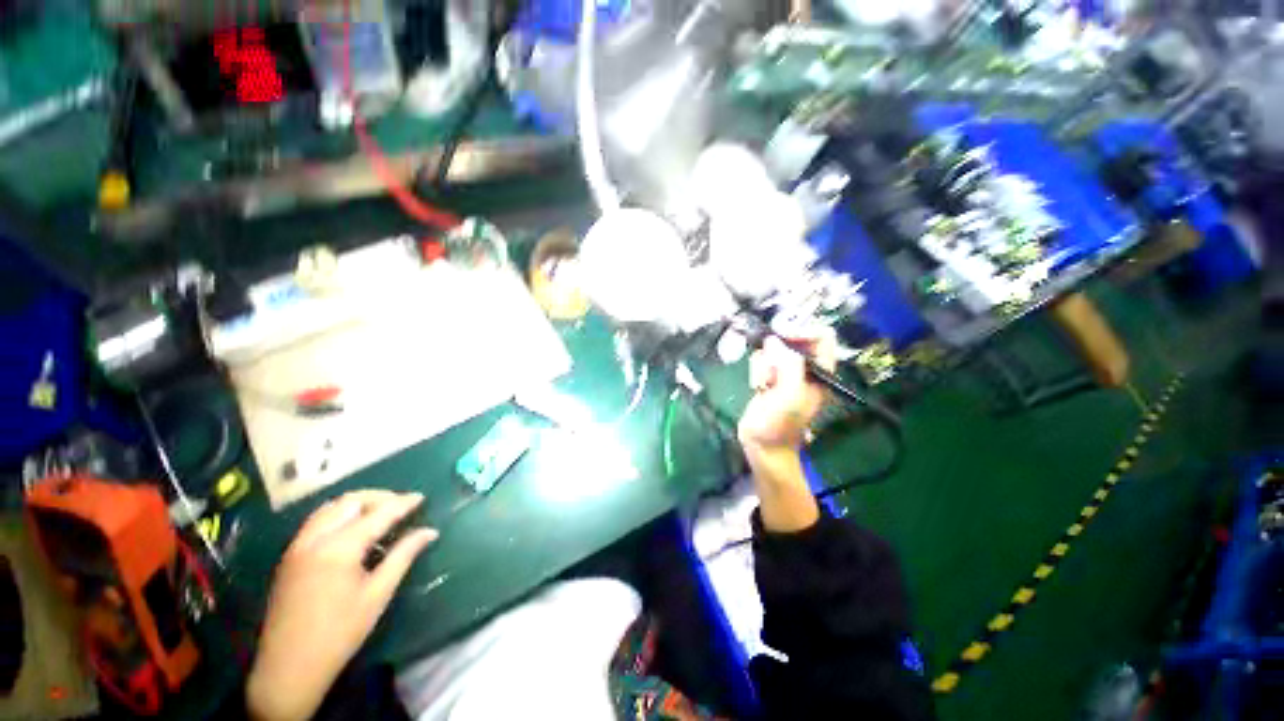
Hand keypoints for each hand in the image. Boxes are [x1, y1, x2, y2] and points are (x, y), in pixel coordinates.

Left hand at [247, 490, 437, 720]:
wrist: (289, 667)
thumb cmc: (340, 632)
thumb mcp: (378, 594)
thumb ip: (403, 555)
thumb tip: (429, 531)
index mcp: (339, 548)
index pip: (377, 514)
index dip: (402, 503)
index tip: (421, 497)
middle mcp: (315, 539)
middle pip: (350, 502)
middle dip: (379, 498)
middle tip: (401, 505)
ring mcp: (297, 546)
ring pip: (330, 508)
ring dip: (357, 503)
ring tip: (379, 512)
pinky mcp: (290, 556)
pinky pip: (317, 521)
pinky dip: (339, 514)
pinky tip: (352, 528)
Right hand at [737, 328, 836, 453]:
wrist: (763, 445)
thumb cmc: (780, 424)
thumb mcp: (790, 395)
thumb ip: (788, 365)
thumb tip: (774, 341)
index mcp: (820, 371)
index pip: (822, 336)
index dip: (803, 331)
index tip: (781, 336)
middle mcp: (804, 368)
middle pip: (792, 339)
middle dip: (776, 353)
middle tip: (770, 372)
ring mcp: (785, 372)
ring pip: (773, 349)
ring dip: (764, 365)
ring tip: (764, 386)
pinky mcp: (769, 376)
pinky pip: (761, 360)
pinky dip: (757, 371)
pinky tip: (758, 388)